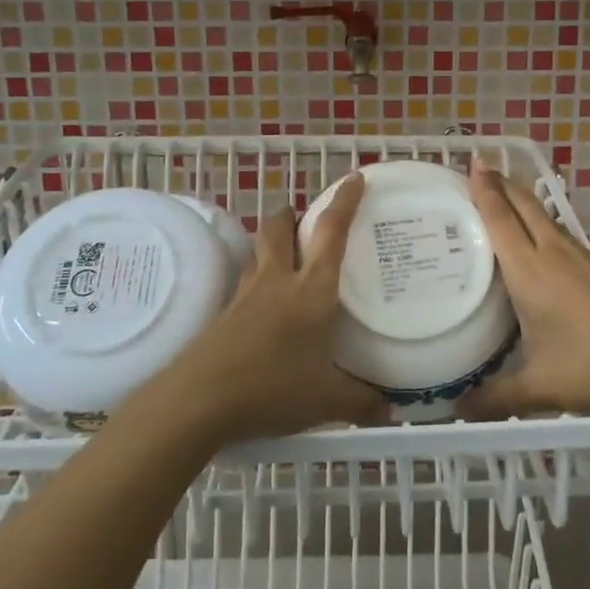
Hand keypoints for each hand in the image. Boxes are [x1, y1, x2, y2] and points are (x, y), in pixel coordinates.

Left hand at [149, 175, 386, 443]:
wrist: (199, 400)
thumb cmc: (272, 389)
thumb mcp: (326, 401)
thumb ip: (361, 402)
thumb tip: (390, 410)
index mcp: (311, 291)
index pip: (331, 232)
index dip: (344, 201)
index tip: (354, 177)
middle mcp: (278, 281)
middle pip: (280, 227)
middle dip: (293, 214)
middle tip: (305, 218)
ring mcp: (246, 294)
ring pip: (260, 251)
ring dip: (273, 242)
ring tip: (287, 257)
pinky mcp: (225, 313)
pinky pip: (246, 281)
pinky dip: (259, 278)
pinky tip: (265, 304)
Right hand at [461, 161, 589, 418]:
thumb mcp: (539, 387)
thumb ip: (496, 397)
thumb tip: (457, 412)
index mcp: (529, 271)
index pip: (501, 219)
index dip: (484, 190)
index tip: (473, 163)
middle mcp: (555, 254)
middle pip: (525, 206)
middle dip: (502, 183)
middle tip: (483, 166)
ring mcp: (585, 258)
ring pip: (547, 220)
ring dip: (525, 204)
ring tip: (509, 202)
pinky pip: (566, 240)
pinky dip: (547, 230)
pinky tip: (549, 252)